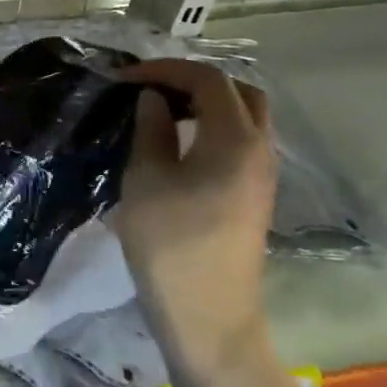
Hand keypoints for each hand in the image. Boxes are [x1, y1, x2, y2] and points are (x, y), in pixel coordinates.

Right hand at [111, 58, 277, 384]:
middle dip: (194, 80)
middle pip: (239, 91)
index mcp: (234, 140)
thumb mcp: (146, 179)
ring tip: (160, 111)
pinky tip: (178, 143)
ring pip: (245, 117)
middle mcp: (259, 150)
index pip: (207, 80)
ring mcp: (263, 175)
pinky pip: (241, 141)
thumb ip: (150, 130)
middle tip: (151, 89)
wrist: (208, 316)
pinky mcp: (255, 195)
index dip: (164, 69)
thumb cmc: (171, 244)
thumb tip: (152, 98)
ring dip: (206, 103)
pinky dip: (213, 126)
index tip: (124, 79)